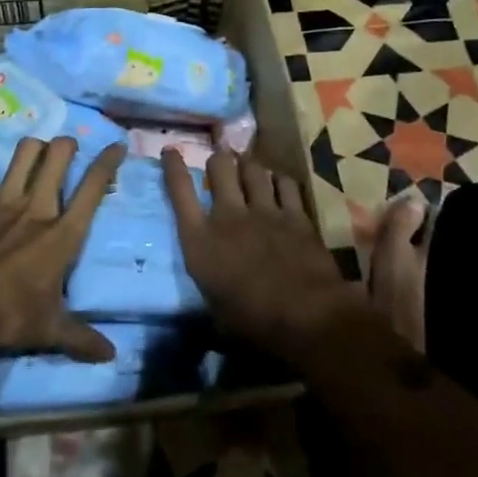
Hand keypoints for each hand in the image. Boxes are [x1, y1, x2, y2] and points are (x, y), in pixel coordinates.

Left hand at [0, 136, 125, 372]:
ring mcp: (1, 201)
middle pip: (58, 154)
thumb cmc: (7, 318)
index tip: (117, 146)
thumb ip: (81, 337)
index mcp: (62, 234)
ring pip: (23, 152)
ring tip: (34, 157)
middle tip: (68, 150)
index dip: (108, 161)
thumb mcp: (49, 331)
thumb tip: (111, 355)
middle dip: (67, 145)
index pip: (93, 186)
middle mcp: (36, 207)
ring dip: (32, 150)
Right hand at [159, 148, 357, 362]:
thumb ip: (211, 290)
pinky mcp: (295, 215)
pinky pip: (285, 183)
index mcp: (200, 241)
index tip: (171, 151)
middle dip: (219, 159)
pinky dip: (279, 182)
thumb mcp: (216, 313)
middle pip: (219, 166)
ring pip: (253, 168)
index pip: (179, 191)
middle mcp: (228, 216)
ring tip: (249, 168)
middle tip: (221, 162)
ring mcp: (264, 211)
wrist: (306, 317)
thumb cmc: (253, 325)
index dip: (173, 167)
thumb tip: (211, 298)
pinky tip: (280, 185)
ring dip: (249, 166)